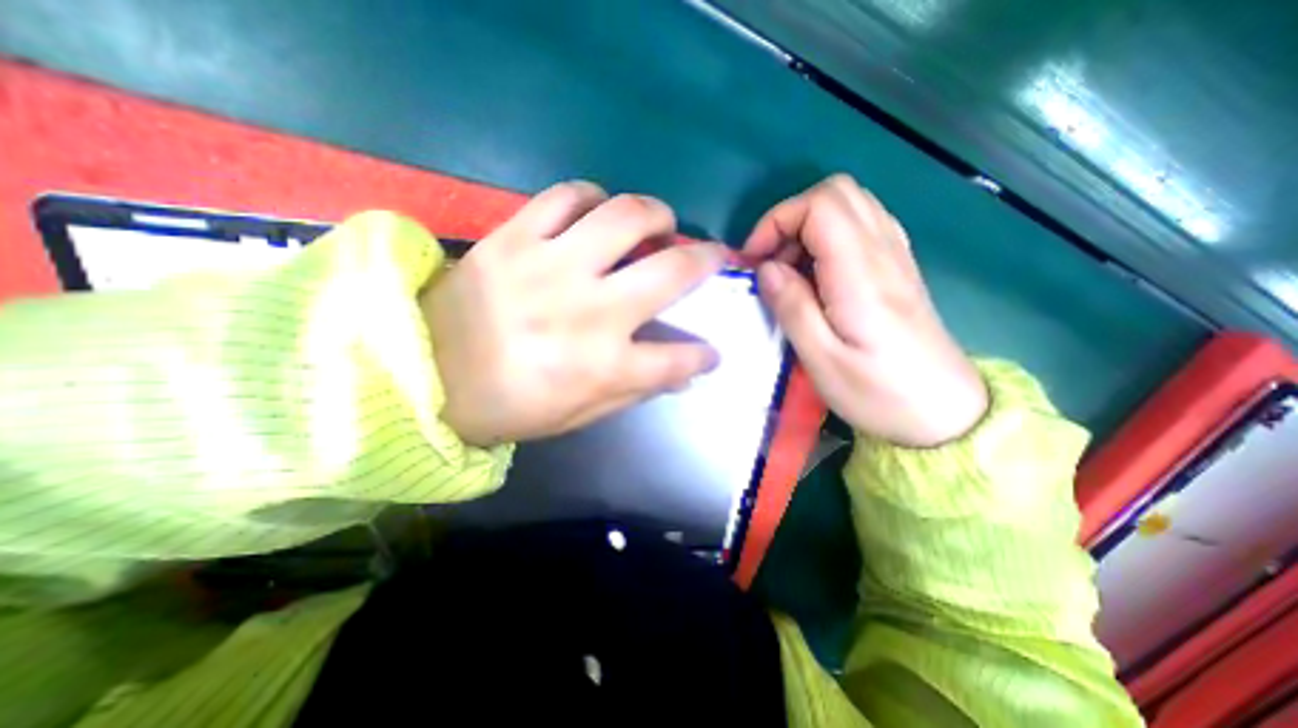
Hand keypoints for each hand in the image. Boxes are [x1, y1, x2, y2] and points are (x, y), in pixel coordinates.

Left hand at [422, 179, 724, 447]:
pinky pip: (565, 196)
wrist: (424, 376)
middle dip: (706, 260)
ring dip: (656, 214)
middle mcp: (589, 312)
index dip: (704, 355)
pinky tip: (597, 210)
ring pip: (625, 216)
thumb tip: (681, 372)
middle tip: (712, 255)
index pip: (679, 359)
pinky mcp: (514, 238)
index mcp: (604, 366)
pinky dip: (592, 196)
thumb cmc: (509, 406)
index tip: (711, 351)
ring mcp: (551, 267)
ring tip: (659, 223)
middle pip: (671, 271)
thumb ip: (635, 391)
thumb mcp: (579, 414)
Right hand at [746, 175, 989, 447]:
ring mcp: (896, 256)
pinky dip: (828, 237)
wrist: (943, 413)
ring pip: (850, 204)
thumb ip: (792, 307)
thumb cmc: (878, 393)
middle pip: (837, 192)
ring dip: (808, 227)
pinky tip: (817, 274)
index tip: (755, 260)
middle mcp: (884, 251)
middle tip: (771, 262)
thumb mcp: (822, 360)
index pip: (820, 206)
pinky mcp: (898, 267)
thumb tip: (766, 268)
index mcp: (862, 274)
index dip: (777, 221)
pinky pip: (862, 225)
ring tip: (790, 271)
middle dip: (790, 218)